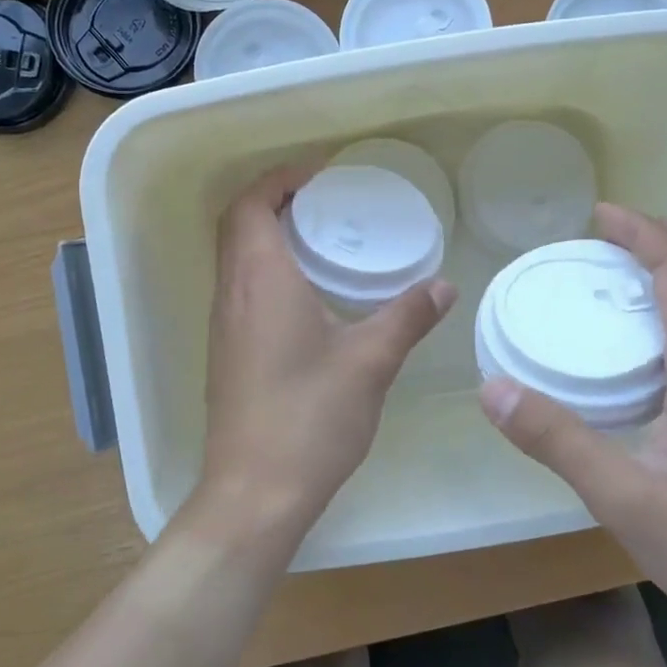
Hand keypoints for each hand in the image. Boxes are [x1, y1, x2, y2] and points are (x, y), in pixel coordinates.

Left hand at [199, 165, 456, 539]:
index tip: (320, 174)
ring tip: (322, 240)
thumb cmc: (310, 416)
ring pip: (236, 258)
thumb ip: (408, 316)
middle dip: (276, 200)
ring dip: (269, 236)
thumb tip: (443, 285)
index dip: (279, 178)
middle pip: (238, 224)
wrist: (254, 492)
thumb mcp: (370, 361)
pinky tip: (308, 296)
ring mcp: (223, 325)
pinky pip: (240, 289)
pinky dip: (266, 270)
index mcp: (260, 279)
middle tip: (326, 201)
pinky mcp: (226, 353)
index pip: (250, 204)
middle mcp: (231, 293)